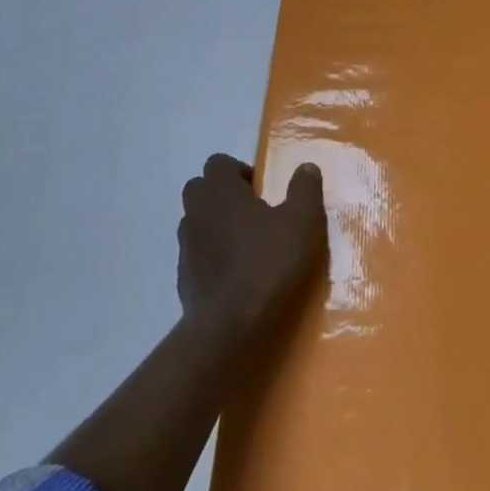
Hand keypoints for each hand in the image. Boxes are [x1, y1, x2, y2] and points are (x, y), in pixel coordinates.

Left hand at [178, 154, 326, 342]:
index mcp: (220, 191)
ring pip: (197, 223)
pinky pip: (197, 257)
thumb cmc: (268, 263)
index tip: (263, 191)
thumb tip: (306, 167)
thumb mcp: (302, 222)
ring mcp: (186, 248)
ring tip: (248, 246)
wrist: (230, 328)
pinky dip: (213, 258)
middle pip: (201, 189)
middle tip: (256, 213)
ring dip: (217, 226)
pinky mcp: (184, 280)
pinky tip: (238, 276)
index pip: (218, 163)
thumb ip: (305, 189)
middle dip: (224, 196)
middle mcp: (196, 213)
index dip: (240, 171)